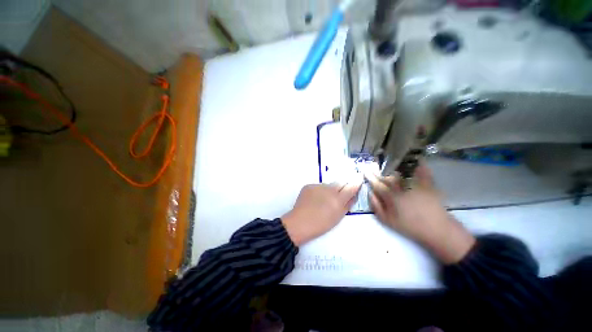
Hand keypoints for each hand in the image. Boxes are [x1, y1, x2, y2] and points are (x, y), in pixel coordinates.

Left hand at [282, 182, 361, 245]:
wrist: (299, 223)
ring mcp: (318, 186)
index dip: (355, 183)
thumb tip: (353, 195)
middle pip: (339, 183)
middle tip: (338, 195)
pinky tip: (314, 199)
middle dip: (341, 187)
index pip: (351, 187)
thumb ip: (347, 204)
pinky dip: (318, 191)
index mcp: (338, 199)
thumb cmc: (320, 224)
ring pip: (327, 185)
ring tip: (322, 200)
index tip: (358, 180)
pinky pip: (317, 186)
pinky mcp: (309, 185)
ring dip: (328, 190)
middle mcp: (329, 189)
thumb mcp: (338, 217)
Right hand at [367, 164, 474, 263]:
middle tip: (372, 164)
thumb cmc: (410, 226)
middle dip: (378, 170)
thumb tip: (370, 193)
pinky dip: (420, 165)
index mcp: (391, 196)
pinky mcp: (427, 185)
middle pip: (387, 176)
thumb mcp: (387, 221)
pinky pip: (422, 172)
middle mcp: (401, 187)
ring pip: (401, 172)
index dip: (370, 177)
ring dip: (393, 166)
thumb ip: (376, 206)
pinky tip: (417, 159)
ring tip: (387, 160)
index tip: (365, 170)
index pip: (377, 184)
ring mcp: (415, 185)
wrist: (437, 230)